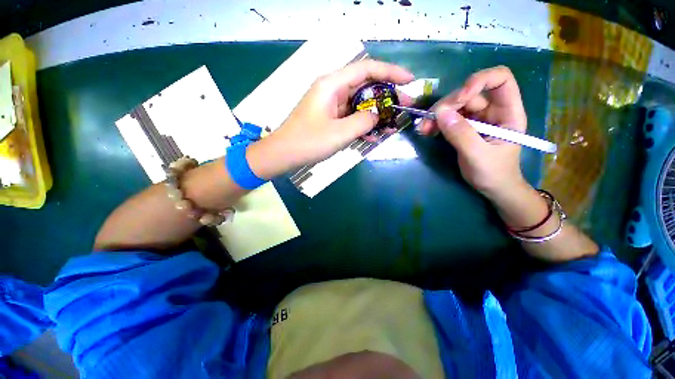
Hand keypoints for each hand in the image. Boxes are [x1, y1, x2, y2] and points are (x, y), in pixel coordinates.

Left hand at [249, 60, 413, 177]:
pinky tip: (375, 135)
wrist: (284, 154)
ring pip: (360, 103)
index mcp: (332, 84)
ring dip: (376, 113)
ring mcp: (331, 105)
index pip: (367, 69)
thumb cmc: (308, 142)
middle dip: (387, 96)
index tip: (410, 81)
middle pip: (365, 86)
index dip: (391, 72)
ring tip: (393, 124)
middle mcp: (332, 90)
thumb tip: (376, 115)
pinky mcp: (330, 118)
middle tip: (404, 107)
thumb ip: (363, 121)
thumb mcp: (340, 132)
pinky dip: (363, 124)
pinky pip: (351, 117)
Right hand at [419, 66, 527, 198]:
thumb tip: (440, 114)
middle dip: (448, 105)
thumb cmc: (494, 173)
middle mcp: (492, 110)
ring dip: (437, 115)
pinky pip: (449, 118)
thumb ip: (461, 135)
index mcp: (508, 112)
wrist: (493, 188)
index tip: (459, 98)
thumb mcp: (478, 156)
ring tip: (424, 129)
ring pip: (456, 106)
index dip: (479, 81)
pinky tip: (428, 131)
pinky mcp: (464, 128)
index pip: (500, 80)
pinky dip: (436, 123)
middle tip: (429, 121)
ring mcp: (477, 119)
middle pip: (470, 93)